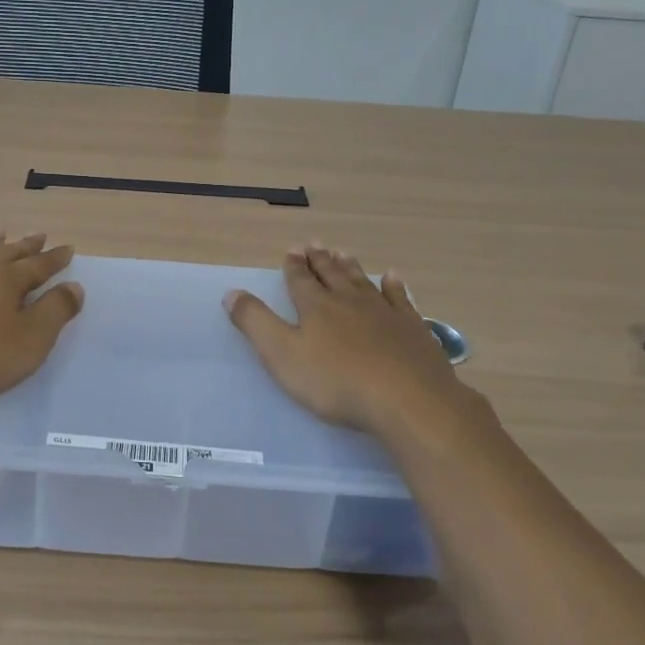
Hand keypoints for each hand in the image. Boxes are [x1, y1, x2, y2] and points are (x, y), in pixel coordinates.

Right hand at [224, 245, 478, 435]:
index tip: (292, 251)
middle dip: (320, 261)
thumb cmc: (336, 382)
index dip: (293, 267)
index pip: (300, 281)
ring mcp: (385, 313)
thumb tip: (232, 293)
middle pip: (332, 275)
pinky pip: (401, 299)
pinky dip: (394, 286)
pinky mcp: (413, 329)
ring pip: (363, 282)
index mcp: (316, 308)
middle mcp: (349, 301)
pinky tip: (393, 278)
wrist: (407, 399)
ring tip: (343, 253)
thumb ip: (256, 323)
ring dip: (350, 267)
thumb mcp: (282, 355)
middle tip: (315, 245)